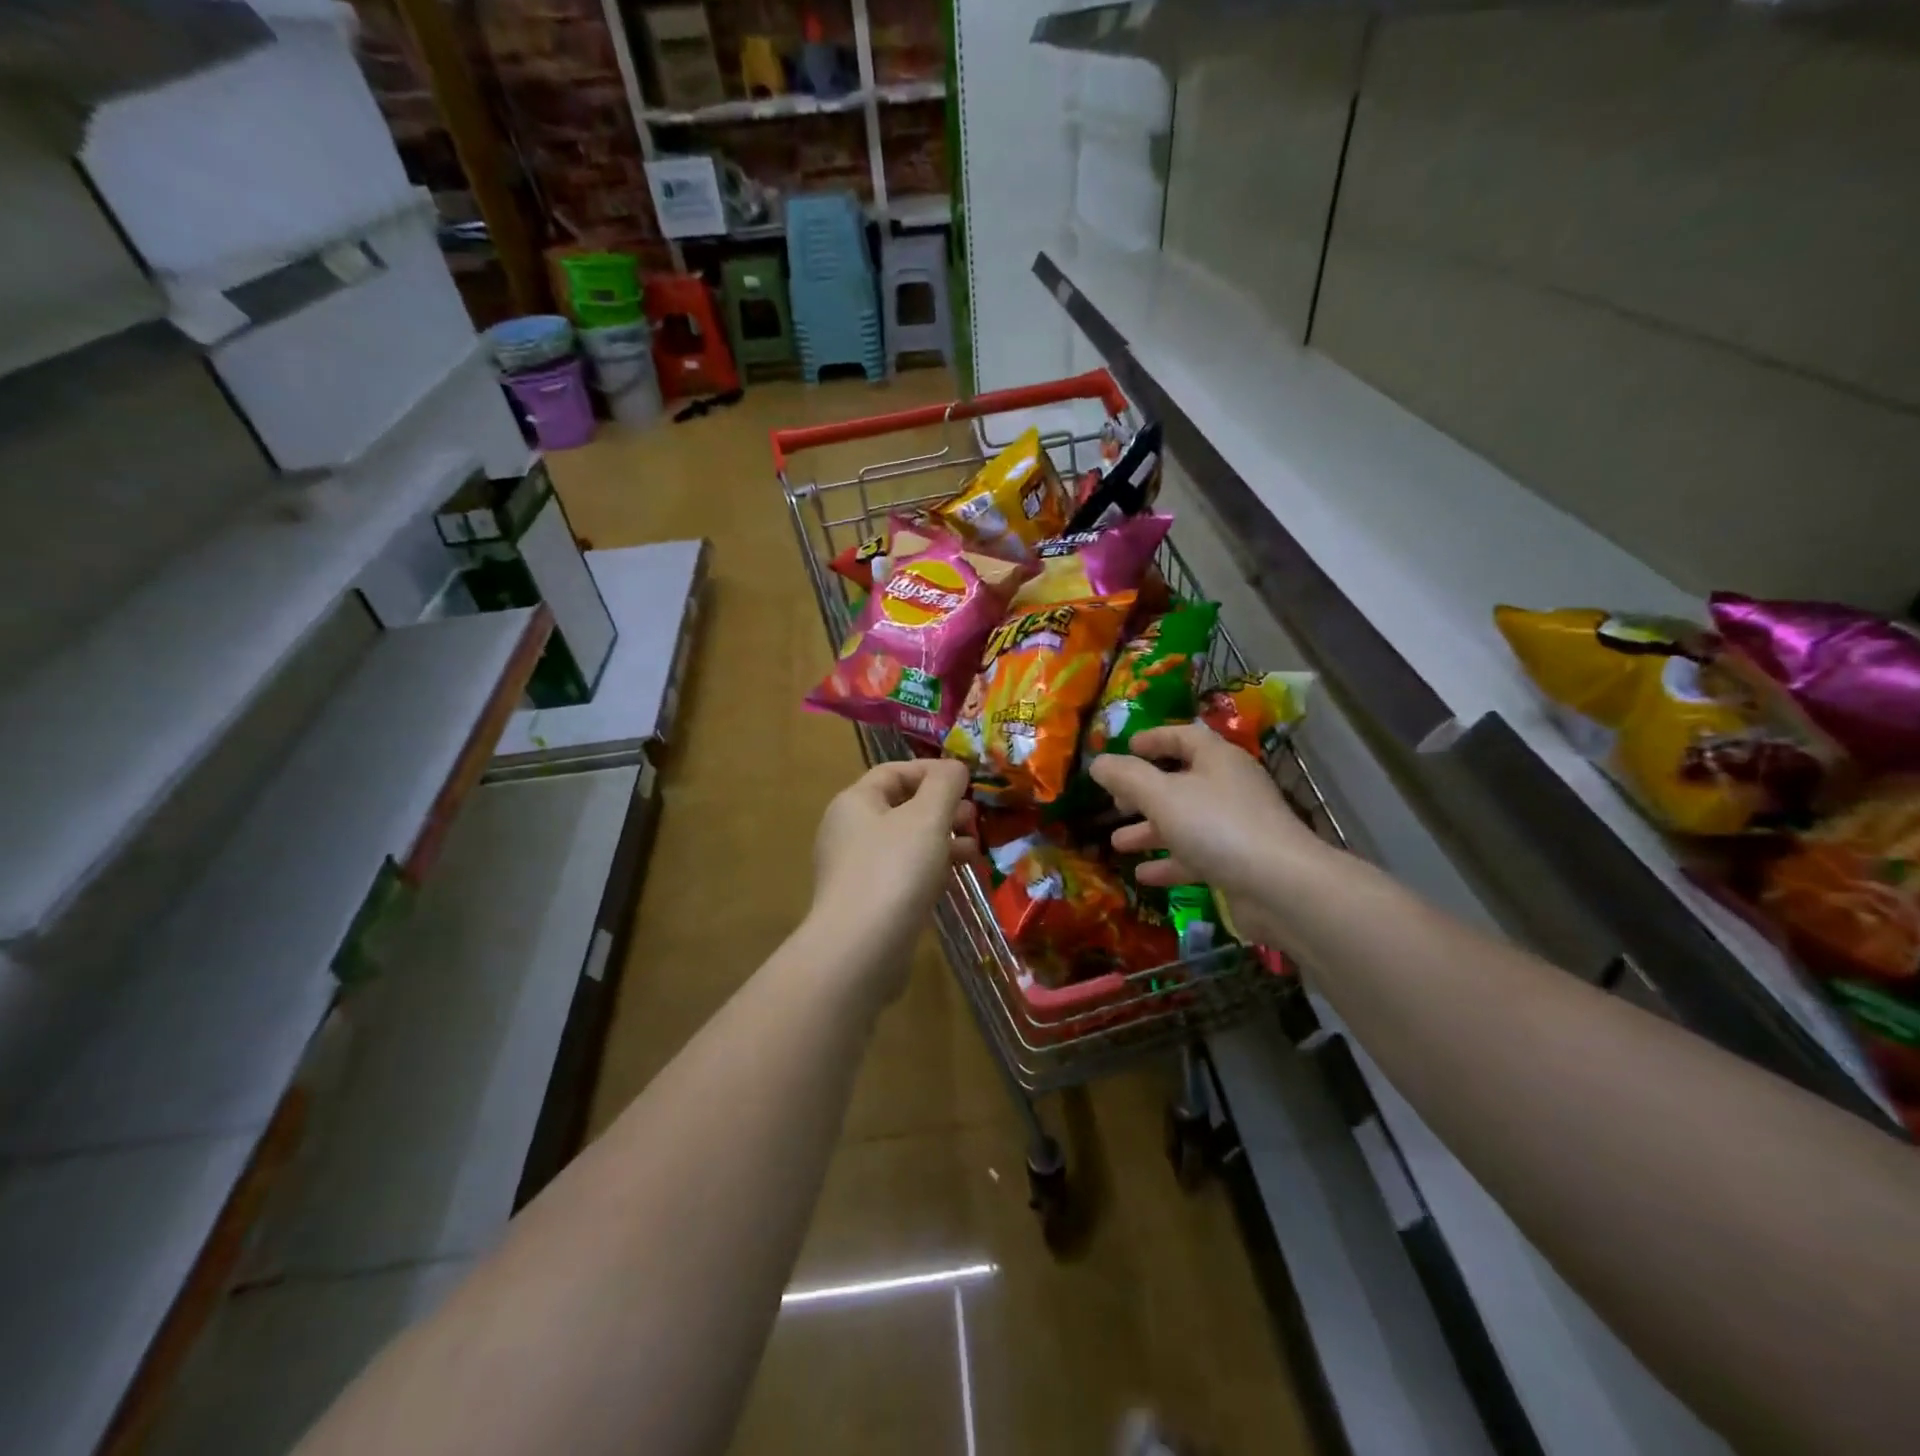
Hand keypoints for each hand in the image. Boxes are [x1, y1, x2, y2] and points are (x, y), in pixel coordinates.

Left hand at [809, 758, 975, 1001]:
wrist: (860, 949)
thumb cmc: (895, 870)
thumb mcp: (927, 817)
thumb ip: (944, 784)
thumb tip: (954, 767)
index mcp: (855, 802)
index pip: (894, 771)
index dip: (932, 771)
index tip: (968, 782)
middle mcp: (849, 831)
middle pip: (901, 807)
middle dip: (942, 808)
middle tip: (975, 818)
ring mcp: (856, 869)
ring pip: (906, 843)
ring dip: (942, 840)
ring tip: (975, 848)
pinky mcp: (868, 902)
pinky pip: (903, 873)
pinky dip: (930, 869)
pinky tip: (956, 877)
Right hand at [1089, 723, 1331, 946]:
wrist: (1280, 886)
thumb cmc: (1217, 826)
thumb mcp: (1162, 796)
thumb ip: (1126, 777)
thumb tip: (1097, 762)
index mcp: (1216, 759)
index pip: (1183, 736)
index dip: (1153, 739)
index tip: (1125, 748)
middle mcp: (1229, 787)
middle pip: (1180, 781)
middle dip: (1143, 792)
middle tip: (1115, 802)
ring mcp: (1236, 826)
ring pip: (1185, 821)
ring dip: (1150, 830)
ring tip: (1117, 842)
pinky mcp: (1238, 861)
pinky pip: (1197, 855)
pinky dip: (1170, 862)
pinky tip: (1143, 875)